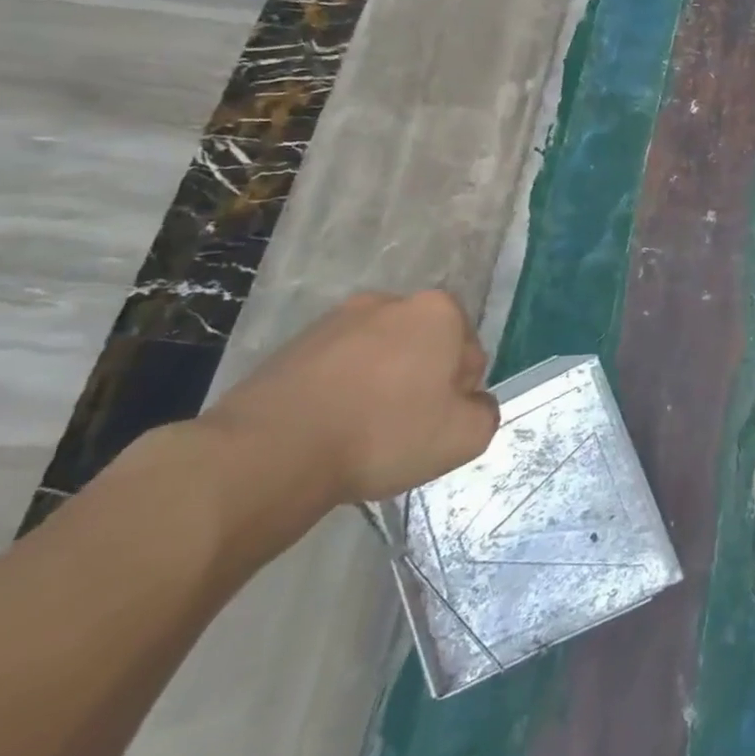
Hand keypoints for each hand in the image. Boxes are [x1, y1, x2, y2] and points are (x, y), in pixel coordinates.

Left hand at [203, 291, 499, 505]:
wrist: (268, 453)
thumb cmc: (384, 435)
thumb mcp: (466, 437)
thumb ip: (486, 412)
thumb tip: (470, 404)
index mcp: (439, 311)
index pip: (469, 354)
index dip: (459, 394)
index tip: (436, 424)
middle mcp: (390, 302)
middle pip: (424, 348)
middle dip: (420, 381)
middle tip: (403, 428)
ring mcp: (335, 320)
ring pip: (379, 357)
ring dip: (379, 385)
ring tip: (359, 432)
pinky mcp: (291, 346)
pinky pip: (336, 369)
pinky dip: (339, 392)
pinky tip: (326, 429)